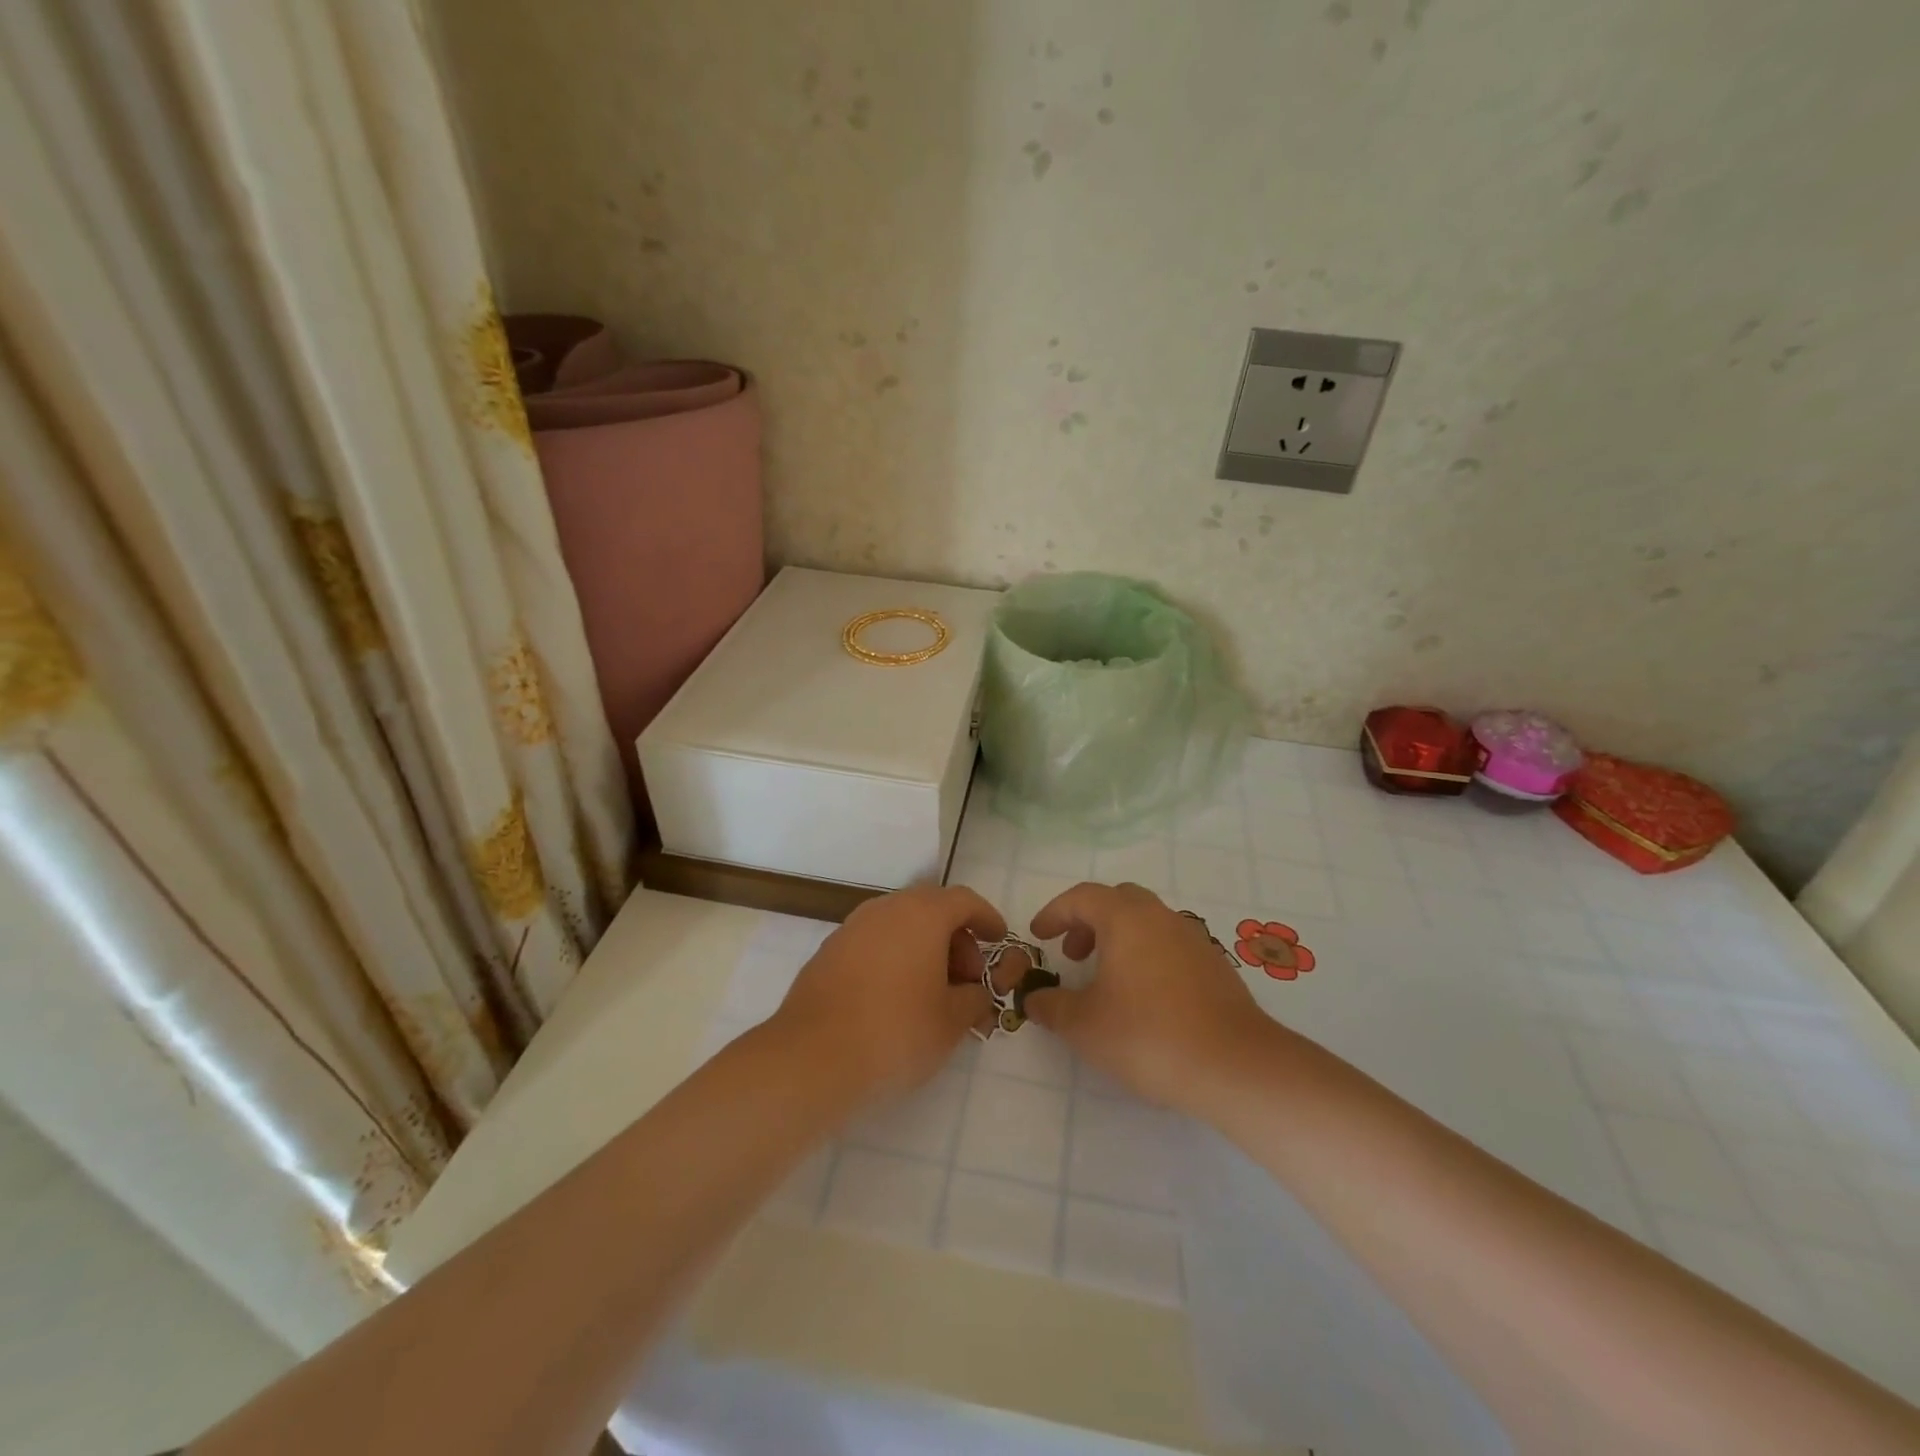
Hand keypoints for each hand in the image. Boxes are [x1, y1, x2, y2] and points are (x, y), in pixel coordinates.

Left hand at [770, 885, 1003, 1105]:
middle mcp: (885, 909)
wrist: (812, 1058)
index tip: (998, 939)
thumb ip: (973, 999)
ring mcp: (852, 928)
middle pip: (931, 908)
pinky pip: (874, 943)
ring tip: (934, 993)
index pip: (964, 900)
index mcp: (921, 914)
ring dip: (924, 949)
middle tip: (967, 978)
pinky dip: (895, 959)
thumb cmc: (895, 1032)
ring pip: (900, 925)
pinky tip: (897, 998)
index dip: (986, 918)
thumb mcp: (951, 1021)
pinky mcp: (828, 952)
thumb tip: (975, 992)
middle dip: (956, 938)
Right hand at [1024, 881, 1281, 1114]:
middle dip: (1089, 922)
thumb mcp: (1083, 1026)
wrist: (1234, 1065)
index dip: (1055, 913)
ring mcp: (1193, 939)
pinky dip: (1148, 958)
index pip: (1082, 897)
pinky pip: (1170, 947)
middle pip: (1118, 901)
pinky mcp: (1215, 966)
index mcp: (1125, 918)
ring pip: (1148, 923)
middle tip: (1074, 955)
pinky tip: (1145, 1000)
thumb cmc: (1147, 1035)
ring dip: (1120, 940)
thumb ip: (1052, 1007)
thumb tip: (1035, 998)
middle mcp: (1160, 917)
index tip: (1039, 936)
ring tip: (1107, 981)